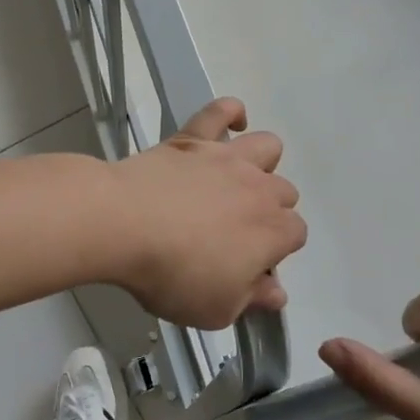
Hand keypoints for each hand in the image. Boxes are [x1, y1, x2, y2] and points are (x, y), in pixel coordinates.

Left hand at [106, 98, 306, 328]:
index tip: (248, 266)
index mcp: (273, 231)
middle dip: (269, 211)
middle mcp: (260, 188)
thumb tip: (276, 292)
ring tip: (235, 182)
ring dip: (261, 164)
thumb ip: (252, 299)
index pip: (295, 235)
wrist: (124, 224)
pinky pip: (221, 110)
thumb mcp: (216, 309)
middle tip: (233, 232)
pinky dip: (230, 113)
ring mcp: (228, 158)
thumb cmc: (172, 274)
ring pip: (268, 147)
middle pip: (284, 192)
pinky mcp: (194, 138)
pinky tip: (230, 125)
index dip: (275, 251)